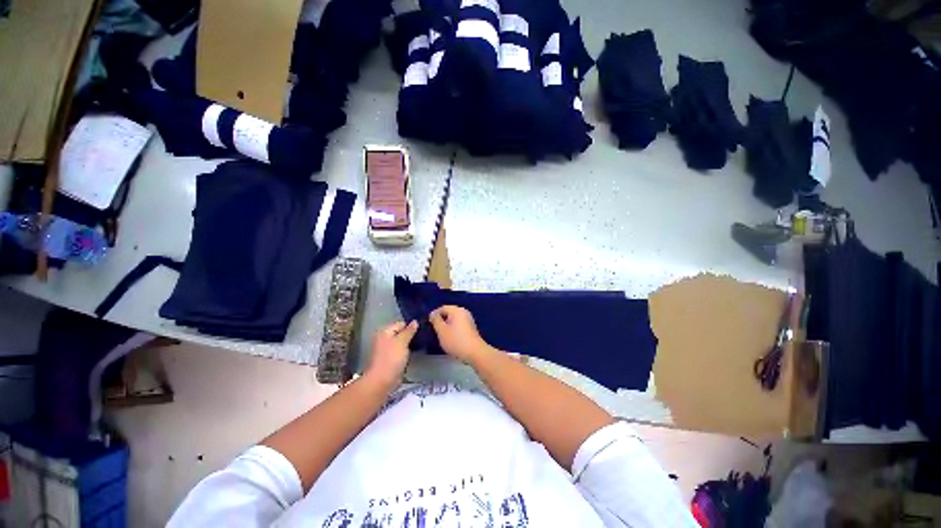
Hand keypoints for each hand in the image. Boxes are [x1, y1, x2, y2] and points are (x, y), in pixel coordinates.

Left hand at [365, 321, 417, 391]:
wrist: (382, 380)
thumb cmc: (392, 358)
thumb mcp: (402, 341)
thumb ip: (409, 331)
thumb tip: (415, 321)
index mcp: (385, 332)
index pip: (401, 324)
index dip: (411, 326)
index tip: (421, 330)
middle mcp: (384, 339)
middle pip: (400, 333)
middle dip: (410, 335)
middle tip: (422, 337)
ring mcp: (386, 350)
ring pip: (401, 342)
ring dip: (409, 344)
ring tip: (420, 344)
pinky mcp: (390, 359)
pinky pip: (400, 351)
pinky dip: (406, 352)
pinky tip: (414, 353)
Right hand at [429, 306, 492, 365]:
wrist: (474, 352)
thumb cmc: (456, 340)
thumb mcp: (442, 331)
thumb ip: (436, 321)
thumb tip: (433, 314)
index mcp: (457, 310)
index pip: (443, 308)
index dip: (435, 314)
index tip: (429, 322)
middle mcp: (464, 312)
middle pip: (449, 312)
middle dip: (441, 319)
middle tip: (434, 328)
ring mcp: (469, 319)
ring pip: (454, 319)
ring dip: (447, 324)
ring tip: (441, 333)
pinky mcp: (471, 327)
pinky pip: (459, 323)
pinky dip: (453, 327)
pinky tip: (450, 336)